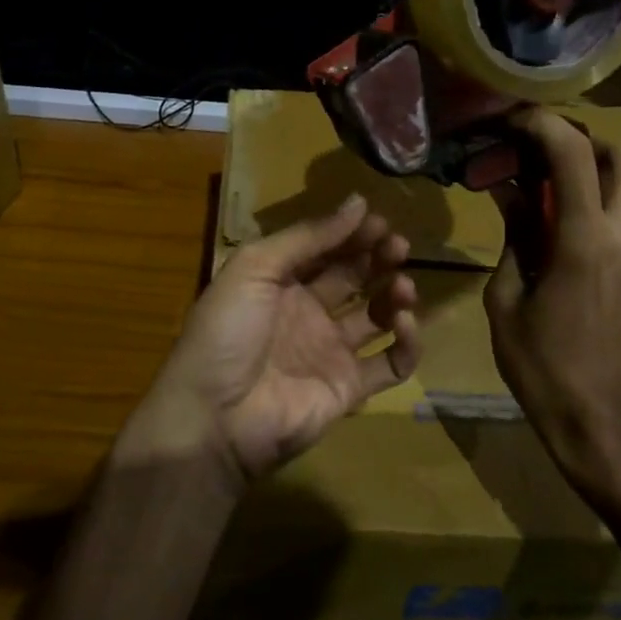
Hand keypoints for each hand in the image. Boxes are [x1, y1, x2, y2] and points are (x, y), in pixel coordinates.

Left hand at [122, 195, 421, 488]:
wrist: (214, 417)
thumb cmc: (227, 332)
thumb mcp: (255, 268)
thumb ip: (307, 237)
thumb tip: (358, 202)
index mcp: (280, 283)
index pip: (325, 250)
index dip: (351, 234)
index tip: (380, 220)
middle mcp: (307, 312)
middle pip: (353, 278)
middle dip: (378, 258)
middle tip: (399, 246)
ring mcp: (329, 351)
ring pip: (375, 317)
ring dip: (394, 295)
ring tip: (403, 285)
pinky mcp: (348, 388)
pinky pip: (389, 364)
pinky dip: (406, 344)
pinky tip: (404, 323)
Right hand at [483, 111, 620, 495]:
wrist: (603, 423)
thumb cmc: (541, 365)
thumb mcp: (505, 299)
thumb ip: (514, 236)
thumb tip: (509, 191)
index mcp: (586, 241)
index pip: (573, 153)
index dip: (542, 124)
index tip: (514, 122)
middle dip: (582, 141)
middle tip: (541, 156)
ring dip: (601, 171)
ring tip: (557, 190)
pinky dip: (613, 202)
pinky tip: (579, 231)